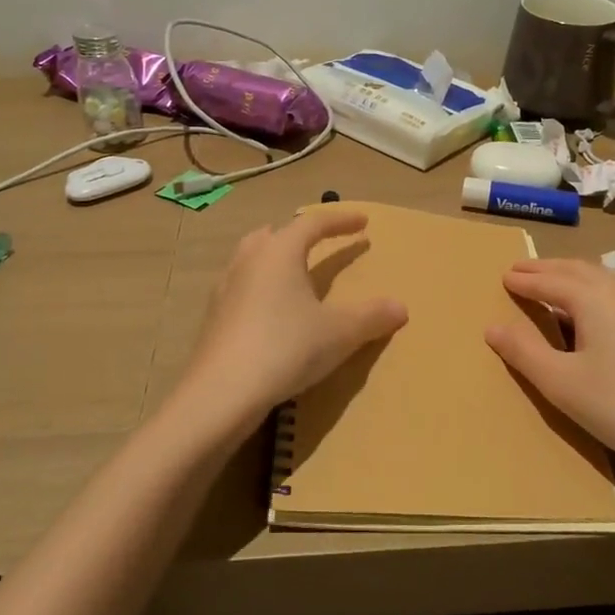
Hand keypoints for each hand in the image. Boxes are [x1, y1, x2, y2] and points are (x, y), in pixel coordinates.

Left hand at [172, 210, 407, 446]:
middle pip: (274, 234)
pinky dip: (261, 288)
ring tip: (295, 275)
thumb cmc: (285, 348)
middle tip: (320, 243)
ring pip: (252, 259)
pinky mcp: (213, 317)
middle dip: (299, 234)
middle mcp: (248, 260)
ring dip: (276, 259)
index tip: (363, 222)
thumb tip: (401, 306)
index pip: (313, 223)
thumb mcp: (339, 333)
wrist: (221, 394)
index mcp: (279, 251)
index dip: (340, 220)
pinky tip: (271, 313)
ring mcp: (225, 288)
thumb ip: (371, 316)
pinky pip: (242, 288)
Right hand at [485, 259, 614, 503]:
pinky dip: (592, 291)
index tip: (503, 276)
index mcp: (592, 297)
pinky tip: (594, 312)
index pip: (548, 280)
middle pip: (576, 269)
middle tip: (520, 271)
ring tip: (551, 286)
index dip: (523, 279)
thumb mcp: (562, 384)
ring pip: (600, 279)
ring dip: (570, 277)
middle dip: (546, 269)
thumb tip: (492, 326)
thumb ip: (524, 352)